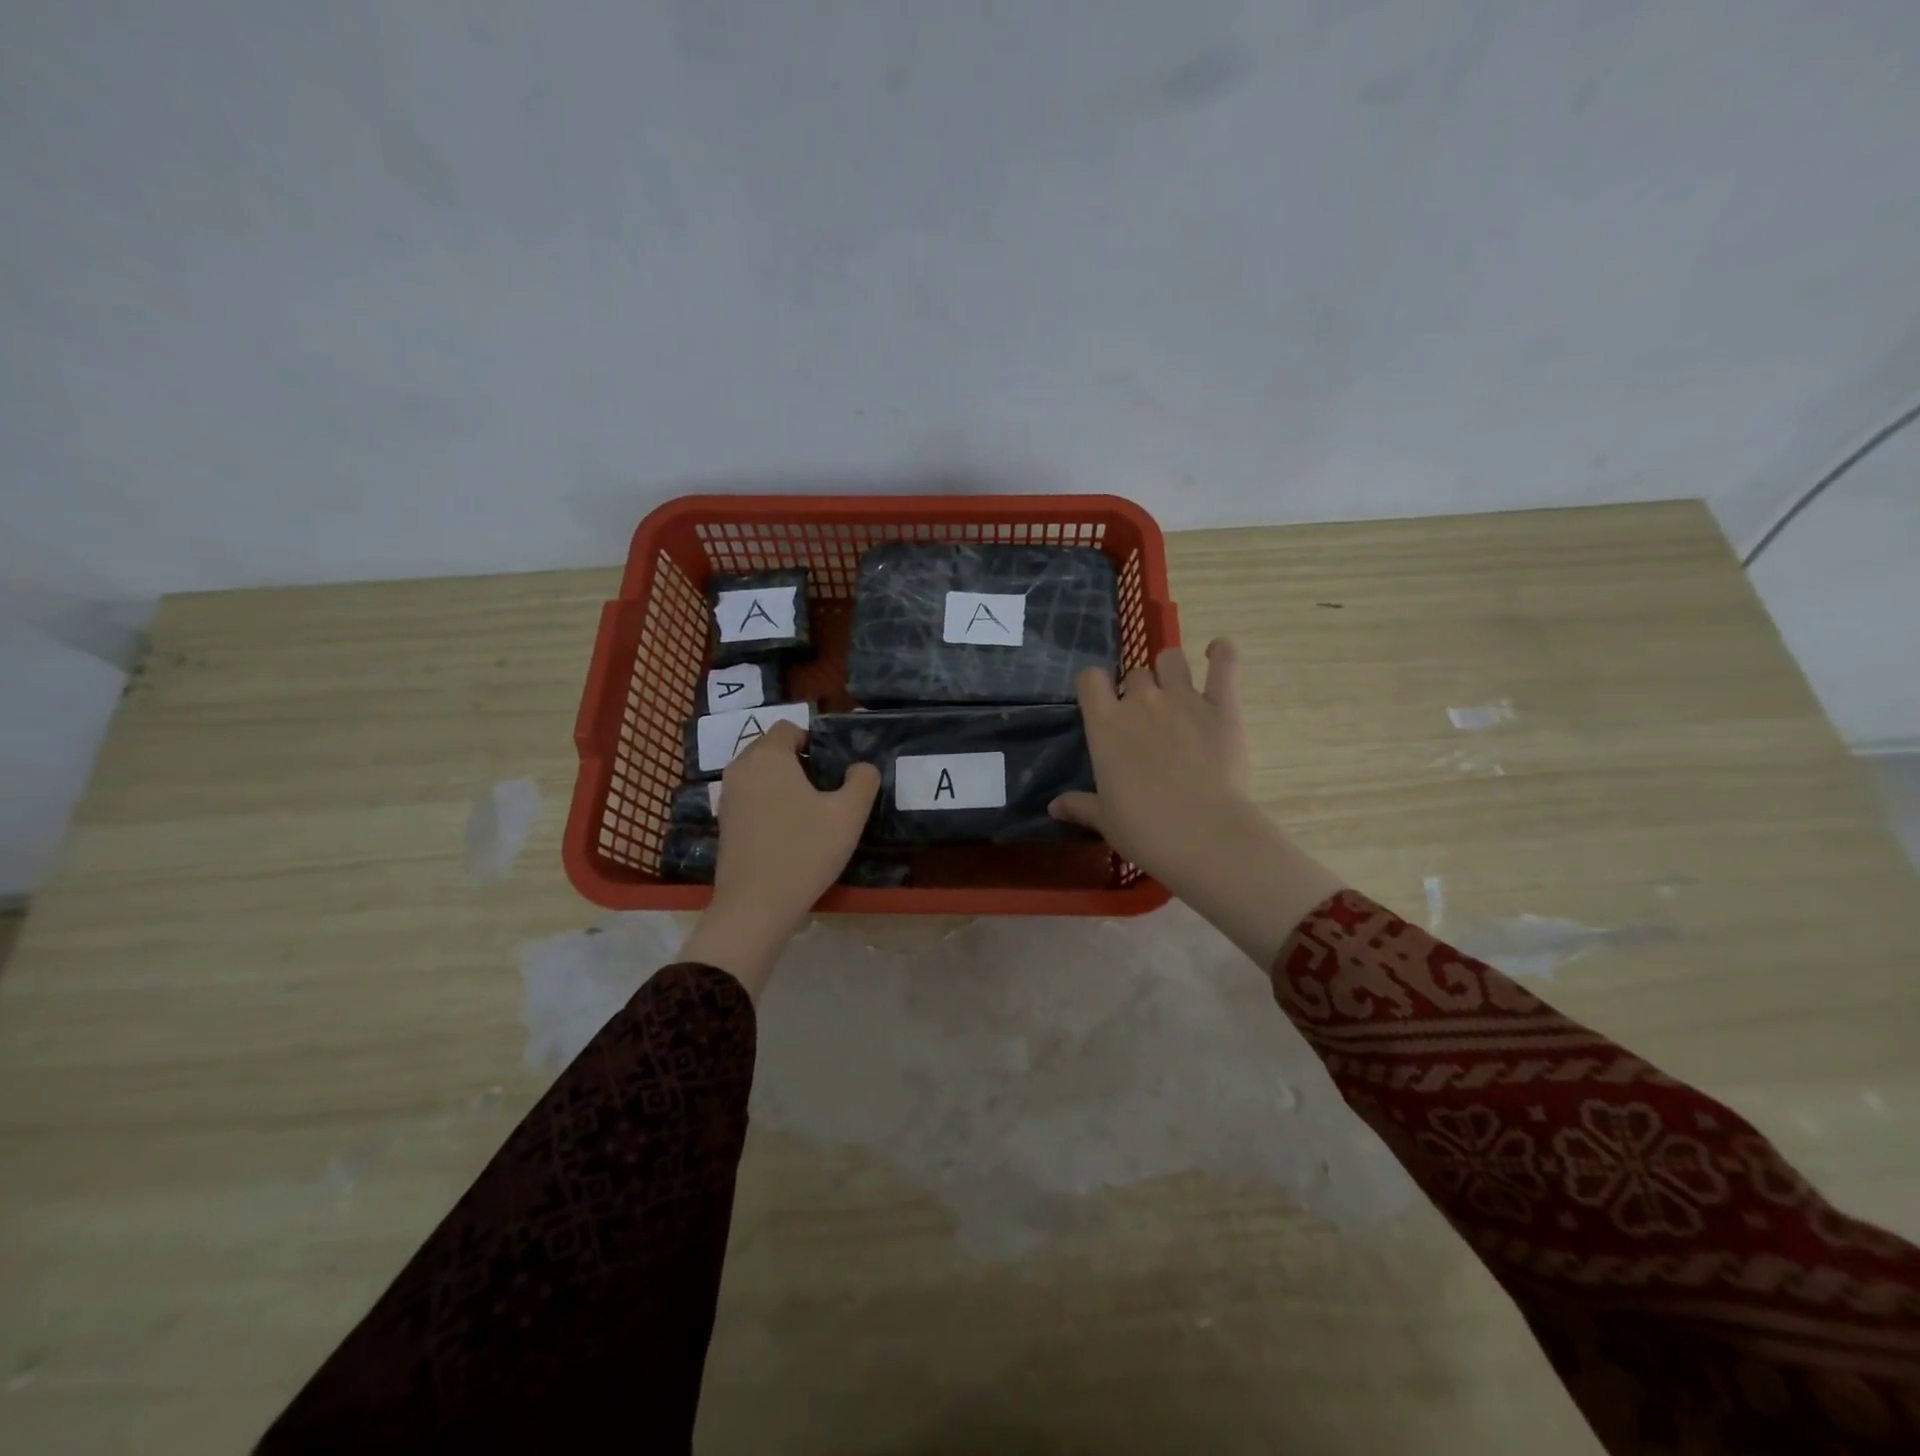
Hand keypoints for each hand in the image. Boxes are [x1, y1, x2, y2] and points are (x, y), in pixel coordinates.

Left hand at [679, 721, 878, 998]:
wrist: (755, 906)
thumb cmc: (805, 851)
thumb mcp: (849, 815)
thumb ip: (863, 781)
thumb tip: (861, 767)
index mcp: (769, 756)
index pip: (790, 728)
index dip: (815, 742)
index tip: (833, 770)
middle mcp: (741, 768)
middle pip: (772, 749)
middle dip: (799, 763)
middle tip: (826, 792)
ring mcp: (727, 797)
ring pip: (760, 775)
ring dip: (784, 785)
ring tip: (809, 813)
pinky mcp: (723, 823)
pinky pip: (750, 798)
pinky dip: (768, 804)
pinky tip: (788, 833)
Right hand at [1051, 639, 1342, 966]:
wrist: (1201, 833)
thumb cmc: (1143, 828)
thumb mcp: (1105, 819)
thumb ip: (1080, 805)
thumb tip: (1053, 807)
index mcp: (1105, 724)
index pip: (1090, 679)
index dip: (1094, 686)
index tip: (1101, 702)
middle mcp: (1140, 701)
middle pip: (1134, 673)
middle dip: (1138, 689)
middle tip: (1147, 718)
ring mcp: (1183, 699)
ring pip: (1172, 660)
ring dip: (1171, 669)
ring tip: (1176, 688)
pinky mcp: (1222, 706)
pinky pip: (1223, 664)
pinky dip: (1221, 653)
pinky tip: (1218, 652)